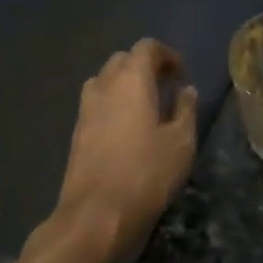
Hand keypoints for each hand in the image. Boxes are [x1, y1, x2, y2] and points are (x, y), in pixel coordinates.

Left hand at [57, 40, 198, 262]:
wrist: (96, 215)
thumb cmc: (147, 174)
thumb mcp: (181, 142)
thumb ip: (185, 110)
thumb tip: (185, 90)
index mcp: (131, 80)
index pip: (146, 47)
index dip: (166, 55)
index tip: (182, 74)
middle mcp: (104, 86)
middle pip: (122, 60)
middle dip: (145, 66)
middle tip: (167, 86)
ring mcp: (85, 109)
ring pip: (105, 80)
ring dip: (126, 84)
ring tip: (147, 106)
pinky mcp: (77, 132)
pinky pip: (97, 103)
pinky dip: (114, 104)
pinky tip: (130, 129)